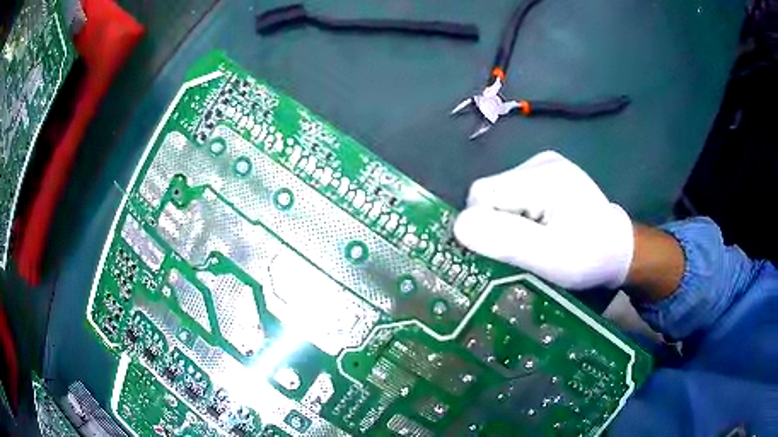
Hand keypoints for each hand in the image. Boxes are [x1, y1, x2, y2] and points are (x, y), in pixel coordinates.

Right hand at [454, 150, 634, 289]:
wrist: (618, 249)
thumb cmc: (588, 257)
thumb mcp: (549, 258)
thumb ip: (506, 240)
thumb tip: (459, 226)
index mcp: (543, 177)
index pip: (483, 194)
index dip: (484, 226)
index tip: (502, 253)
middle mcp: (540, 162)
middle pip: (490, 192)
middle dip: (496, 224)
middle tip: (520, 250)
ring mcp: (544, 165)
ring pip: (499, 193)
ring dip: (505, 220)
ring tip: (531, 240)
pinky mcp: (546, 173)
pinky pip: (512, 193)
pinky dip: (515, 214)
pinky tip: (536, 227)